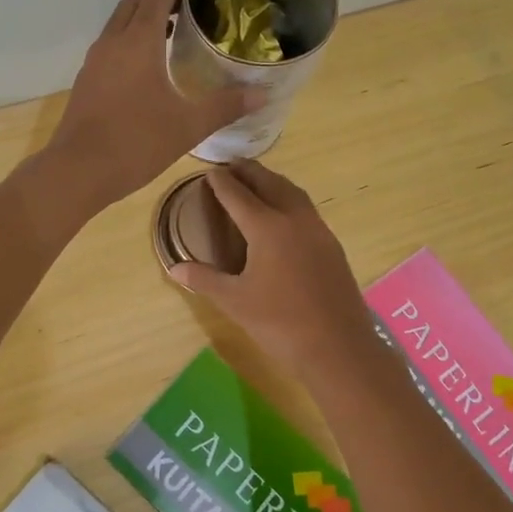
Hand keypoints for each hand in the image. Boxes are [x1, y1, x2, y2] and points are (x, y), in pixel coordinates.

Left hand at [45, 0, 255, 208]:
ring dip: (142, 19)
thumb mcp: (188, 125)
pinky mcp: (85, 81)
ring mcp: (94, 61)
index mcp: (139, 41)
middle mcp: (113, 42)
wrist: (78, 171)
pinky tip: (146, 67)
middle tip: (190, 6)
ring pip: (118, 24)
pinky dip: (128, 41)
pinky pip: (109, 46)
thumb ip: (226, 105)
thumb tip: (262, 94)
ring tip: (172, 33)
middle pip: (136, 3)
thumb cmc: (137, 142)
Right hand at [170, 160, 383, 382]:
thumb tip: (174, 268)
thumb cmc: (280, 323)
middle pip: (270, 184)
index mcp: (267, 228)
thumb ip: (204, 280)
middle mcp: (294, 219)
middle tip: (233, 164)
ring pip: (293, 193)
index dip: (222, 183)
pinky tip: (284, 213)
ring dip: (273, 181)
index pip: (238, 196)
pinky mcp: (332, 245)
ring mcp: (318, 230)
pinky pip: (306, 209)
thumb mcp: (235, 302)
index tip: (210, 172)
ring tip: (258, 180)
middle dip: (250, 172)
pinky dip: (289, 198)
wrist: (338, 347)